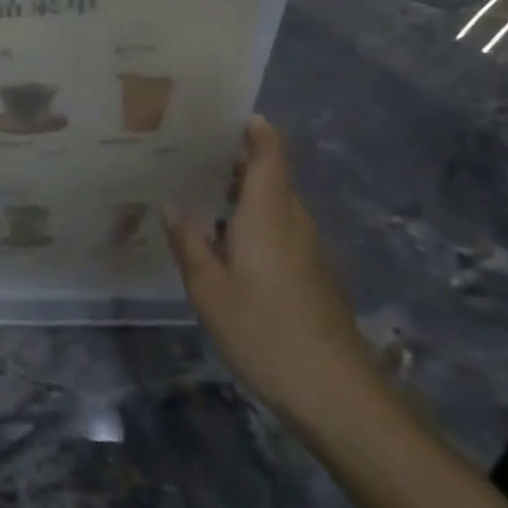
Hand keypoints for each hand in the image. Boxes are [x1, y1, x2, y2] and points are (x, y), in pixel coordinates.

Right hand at [165, 117, 374, 421]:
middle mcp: (293, 221)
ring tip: (200, 191)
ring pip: (276, 204)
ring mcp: (308, 250)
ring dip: (244, 192)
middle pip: (272, 175)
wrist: (336, 394)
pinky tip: (225, 241)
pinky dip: (254, 220)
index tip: (226, 113)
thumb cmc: (264, 331)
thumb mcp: (209, 289)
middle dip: (238, 159)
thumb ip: (189, 243)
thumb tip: (171, 205)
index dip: (256, 129)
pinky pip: (281, 229)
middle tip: (192, 151)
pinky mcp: (313, 275)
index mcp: (269, 213)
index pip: (271, 153)